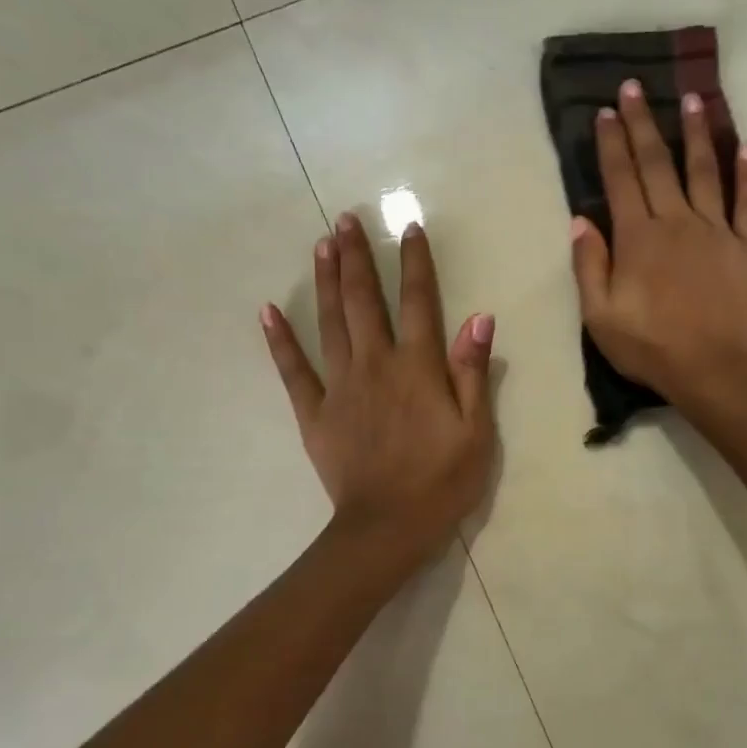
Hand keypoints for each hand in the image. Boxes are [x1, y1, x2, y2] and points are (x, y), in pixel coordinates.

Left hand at [262, 213, 496, 560]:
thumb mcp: (477, 430)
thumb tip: (478, 318)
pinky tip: (268, 310)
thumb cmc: (443, 481)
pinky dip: (280, 340)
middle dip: (357, 258)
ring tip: (321, 245)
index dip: (415, 263)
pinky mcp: (315, 413)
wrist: (388, 528)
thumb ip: (473, 372)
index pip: (420, 302)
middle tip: (346, 219)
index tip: (409, 227)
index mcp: (418, 368)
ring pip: (330, 323)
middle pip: (365, 301)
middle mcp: (376, 365)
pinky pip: (293, 371)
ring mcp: (340, 387)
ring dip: (326, 281)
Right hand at [570, 80, 746, 402]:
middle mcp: (677, 221)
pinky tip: (744, 148)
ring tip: (692, 100)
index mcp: (638, 237)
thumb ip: (588, 265)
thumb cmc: (650, 347)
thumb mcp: (600, 316)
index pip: (621, 179)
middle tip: (635, 88)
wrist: (713, 371)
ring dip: (696, 134)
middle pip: (657, 164)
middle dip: (643, 124)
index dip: (611, 144)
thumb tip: (580, 220)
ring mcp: (717, 231)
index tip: (605, 112)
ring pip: (704, 171)